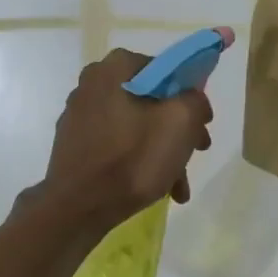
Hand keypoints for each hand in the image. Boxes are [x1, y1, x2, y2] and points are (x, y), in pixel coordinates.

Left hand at [36, 45, 220, 231]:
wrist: (78, 208)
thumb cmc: (132, 159)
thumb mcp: (180, 123)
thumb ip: (195, 100)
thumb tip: (193, 99)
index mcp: (114, 68)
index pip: (166, 70)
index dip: (190, 95)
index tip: (202, 123)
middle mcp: (92, 84)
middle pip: (152, 100)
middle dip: (178, 129)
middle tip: (195, 152)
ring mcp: (80, 115)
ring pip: (136, 126)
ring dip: (162, 150)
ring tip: (178, 184)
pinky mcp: (75, 144)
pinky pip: (117, 144)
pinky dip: (139, 160)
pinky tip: (157, 187)